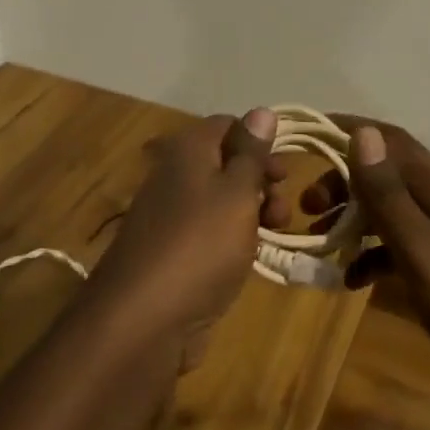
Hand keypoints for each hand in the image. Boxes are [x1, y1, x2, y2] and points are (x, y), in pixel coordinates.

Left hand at [96, 108, 291, 367]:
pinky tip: (250, 257)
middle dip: (261, 181)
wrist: (143, 319)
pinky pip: (210, 232)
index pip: (228, 125)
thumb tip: (262, 111)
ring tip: (275, 235)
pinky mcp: (172, 252)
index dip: (260, 142)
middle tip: (283, 210)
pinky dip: (234, 238)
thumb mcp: (236, 192)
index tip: (285, 172)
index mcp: (187, 150)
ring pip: (221, 200)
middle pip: (226, 163)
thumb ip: (251, 154)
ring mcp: (171, 215)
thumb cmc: (200, 244)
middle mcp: (175, 175)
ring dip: (253, 212)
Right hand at [303, 118, 429, 420]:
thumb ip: (389, 196)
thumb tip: (362, 133)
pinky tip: (349, 281)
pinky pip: (394, 254)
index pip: (391, 141)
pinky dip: (368, 258)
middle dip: (343, 181)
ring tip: (317, 239)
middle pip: (384, 176)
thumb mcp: (423, 251)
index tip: (308, 133)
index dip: (352, 130)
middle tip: (306, 206)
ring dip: (351, 218)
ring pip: (386, 214)